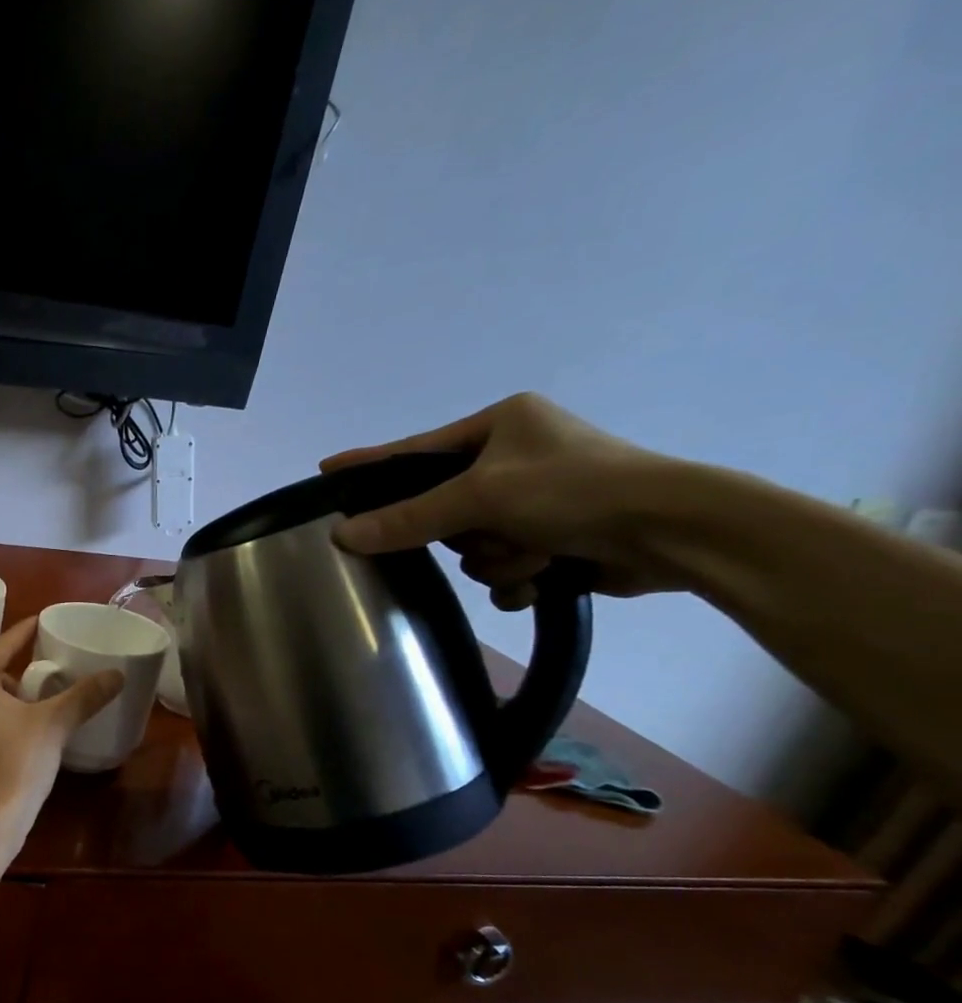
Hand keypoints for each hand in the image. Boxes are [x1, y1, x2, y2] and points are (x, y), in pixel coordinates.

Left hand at [0, 618, 123, 849]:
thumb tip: (117, 674)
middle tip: (44, 676)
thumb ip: (84, 696)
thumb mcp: (54, 724)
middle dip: (14, 672)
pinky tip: (9, 740)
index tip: (41, 621)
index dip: (25, 632)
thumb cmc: (15, 764)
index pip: (2, 644)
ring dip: (1, 700)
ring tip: (32, 709)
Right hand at [321, 392, 684, 609]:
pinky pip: (502, 567)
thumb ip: (408, 518)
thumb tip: (342, 535)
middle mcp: (515, 457)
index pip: (415, 450)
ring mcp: (536, 500)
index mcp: (500, 425)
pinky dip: (518, 576)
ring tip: (537, 553)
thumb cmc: (576, 490)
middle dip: (466, 533)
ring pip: (471, 546)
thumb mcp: (482, 497)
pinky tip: (543, 576)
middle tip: (489, 531)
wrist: (676, 532)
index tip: (327, 469)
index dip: (370, 464)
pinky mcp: (554, 537)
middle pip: (442, 509)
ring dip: (498, 558)